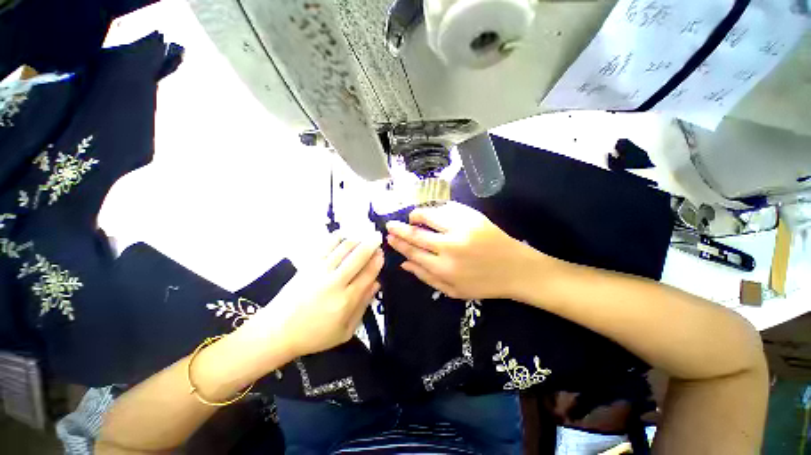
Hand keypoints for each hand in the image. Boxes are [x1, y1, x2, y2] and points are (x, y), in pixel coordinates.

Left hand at [238, 231, 383, 360]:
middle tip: (377, 236)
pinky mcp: (308, 265)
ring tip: (363, 237)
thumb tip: (377, 283)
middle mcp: (335, 282)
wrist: (278, 331)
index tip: (382, 253)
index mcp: (346, 300)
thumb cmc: (315, 335)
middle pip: (358, 256)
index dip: (377, 261)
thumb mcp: (345, 331)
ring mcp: (320, 271)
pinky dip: (337, 237)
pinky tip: (344, 235)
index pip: (368, 274)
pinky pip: (326, 246)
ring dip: (356, 239)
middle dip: (371, 243)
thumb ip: (363, 306)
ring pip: (343, 248)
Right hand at [386, 202, 549, 300]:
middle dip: (400, 228)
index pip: (413, 252)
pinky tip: (432, 212)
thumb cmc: (484, 284)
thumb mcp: (453, 291)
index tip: (389, 237)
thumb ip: (426, 277)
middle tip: (390, 224)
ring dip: (417, 215)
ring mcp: (462, 229)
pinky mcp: (473, 217)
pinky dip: (435, 209)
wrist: (517, 270)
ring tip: (412, 216)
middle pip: (416, 234)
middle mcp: (449, 247)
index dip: (399, 244)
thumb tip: (404, 264)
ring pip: (429, 216)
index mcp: (443, 268)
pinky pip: (447, 208)